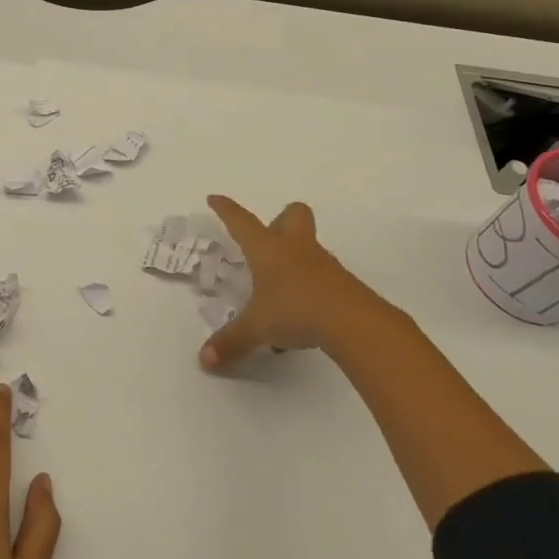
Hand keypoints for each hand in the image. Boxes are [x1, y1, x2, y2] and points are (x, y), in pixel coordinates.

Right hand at [200, 195, 406, 369]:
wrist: (353, 322)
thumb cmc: (295, 311)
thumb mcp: (257, 329)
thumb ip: (231, 342)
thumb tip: (205, 360)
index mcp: (268, 250)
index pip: (242, 222)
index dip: (226, 210)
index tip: (214, 199)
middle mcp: (295, 249)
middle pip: (293, 214)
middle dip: (280, 220)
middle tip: (269, 240)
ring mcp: (322, 264)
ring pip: (309, 246)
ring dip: (295, 258)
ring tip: (279, 291)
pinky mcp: (342, 283)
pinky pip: (321, 276)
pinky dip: (309, 288)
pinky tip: (302, 315)